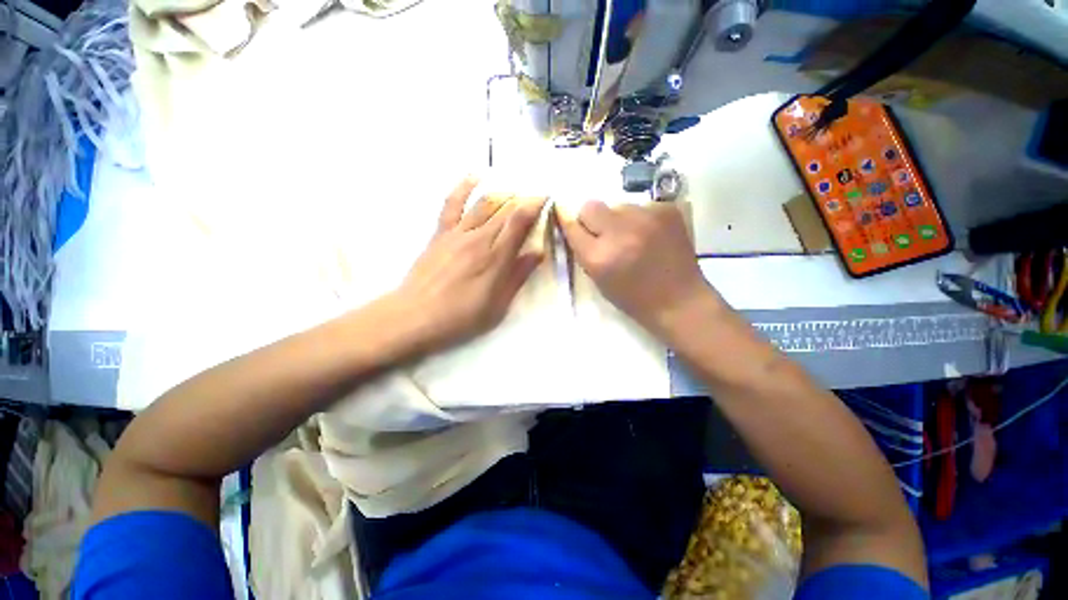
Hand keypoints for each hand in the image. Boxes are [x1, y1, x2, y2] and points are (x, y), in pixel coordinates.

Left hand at [394, 177, 545, 353]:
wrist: (415, 316)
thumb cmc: (461, 316)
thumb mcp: (498, 304)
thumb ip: (518, 276)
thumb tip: (538, 252)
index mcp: (496, 258)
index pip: (519, 222)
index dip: (534, 206)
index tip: (546, 197)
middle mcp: (479, 239)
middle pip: (505, 210)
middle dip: (523, 199)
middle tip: (535, 195)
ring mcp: (457, 233)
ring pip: (483, 203)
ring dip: (502, 193)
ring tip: (515, 190)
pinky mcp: (440, 233)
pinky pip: (452, 204)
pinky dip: (463, 187)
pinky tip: (474, 176)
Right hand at [558, 200, 720, 332]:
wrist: (679, 301)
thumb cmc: (633, 298)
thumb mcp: (599, 280)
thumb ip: (584, 251)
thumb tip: (575, 224)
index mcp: (599, 257)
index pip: (572, 225)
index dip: (570, 224)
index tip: (573, 224)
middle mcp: (619, 232)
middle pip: (590, 206)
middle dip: (592, 219)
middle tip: (605, 233)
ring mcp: (645, 218)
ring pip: (617, 205)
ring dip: (619, 219)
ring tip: (634, 238)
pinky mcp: (666, 210)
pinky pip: (642, 206)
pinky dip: (642, 219)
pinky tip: (652, 236)